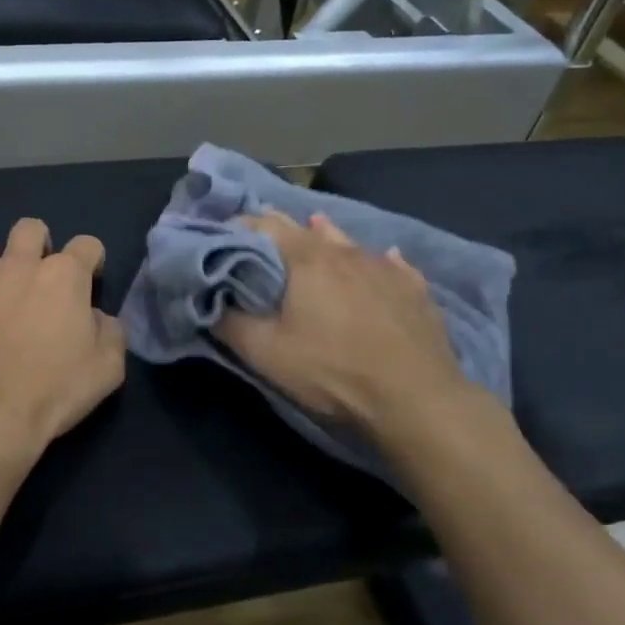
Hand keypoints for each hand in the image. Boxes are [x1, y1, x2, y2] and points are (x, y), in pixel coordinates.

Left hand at [0, 219, 126, 469]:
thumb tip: (97, 319)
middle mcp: (17, 266)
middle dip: (38, 242)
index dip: (92, 260)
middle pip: (30, 229)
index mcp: (64, 277)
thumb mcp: (108, 369)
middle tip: (37, 273)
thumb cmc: (54, 392)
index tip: (90, 281)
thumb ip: (110, 333)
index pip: (87, 245)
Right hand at [213, 211, 488, 443]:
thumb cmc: (332, 370)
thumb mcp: (265, 353)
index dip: (241, 226)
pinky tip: (385, 259)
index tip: (223, 237)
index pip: (265, 225)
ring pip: (350, 242)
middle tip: (262, 235)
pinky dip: (377, 260)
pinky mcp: (415, 290)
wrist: (415, 398)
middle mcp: (347, 252)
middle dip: (281, 229)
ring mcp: (386, 268)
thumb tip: (209, 301)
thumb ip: (230, 323)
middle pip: (307, 228)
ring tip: (317, 227)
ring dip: (328, 236)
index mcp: (307, 259)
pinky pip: (392, 264)